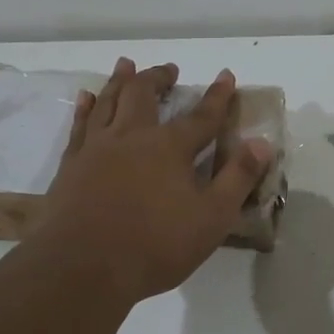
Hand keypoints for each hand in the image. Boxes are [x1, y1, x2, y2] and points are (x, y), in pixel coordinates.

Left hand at [40, 58, 272, 303]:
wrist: (83, 267)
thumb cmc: (154, 246)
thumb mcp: (212, 218)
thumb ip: (238, 178)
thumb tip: (262, 143)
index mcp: (169, 148)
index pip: (201, 116)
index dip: (217, 96)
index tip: (226, 75)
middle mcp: (132, 137)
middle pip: (144, 94)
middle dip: (159, 78)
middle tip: (169, 69)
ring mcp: (97, 148)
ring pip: (109, 101)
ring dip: (120, 80)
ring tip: (126, 65)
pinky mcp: (71, 164)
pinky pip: (79, 125)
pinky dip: (85, 107)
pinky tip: (86, 97)